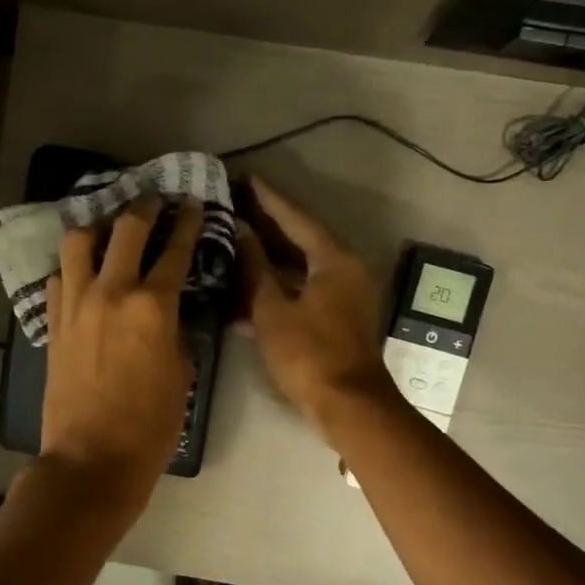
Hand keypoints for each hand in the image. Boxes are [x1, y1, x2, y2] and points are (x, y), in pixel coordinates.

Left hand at [41, 198, 204, 505]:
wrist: (92, 460)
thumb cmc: (150, 425)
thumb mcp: (181, 374)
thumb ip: (175, 331)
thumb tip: (167, 313)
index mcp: (152, 306)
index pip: (174, 251)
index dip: (186, 223)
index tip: (191, 204)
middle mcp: (110, 293)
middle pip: (125, 231)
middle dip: (144, 208)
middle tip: (154, 200)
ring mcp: (75, 306)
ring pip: (78, 243)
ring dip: (97, 227)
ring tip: (108, 228)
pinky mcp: (53, 325)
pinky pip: (59, 280)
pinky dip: (73, 269)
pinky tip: (82, 274)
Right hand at [238, 176, 393, 436]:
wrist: (348, 405)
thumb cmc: (308, 353)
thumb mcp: (272, 309)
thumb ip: (255, 268)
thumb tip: (240, 232)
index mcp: (333, 260)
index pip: (297, 218)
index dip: (269, 199)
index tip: (247, 179)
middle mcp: (345, 270)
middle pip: (302, 240)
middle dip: (269, 226)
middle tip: (237, 208)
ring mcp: (345, 295)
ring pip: (302, 268)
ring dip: (271, 260)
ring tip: (237, 244)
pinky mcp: (339, 318)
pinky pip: (305, 291)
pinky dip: (280, 288)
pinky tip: (249, 293)